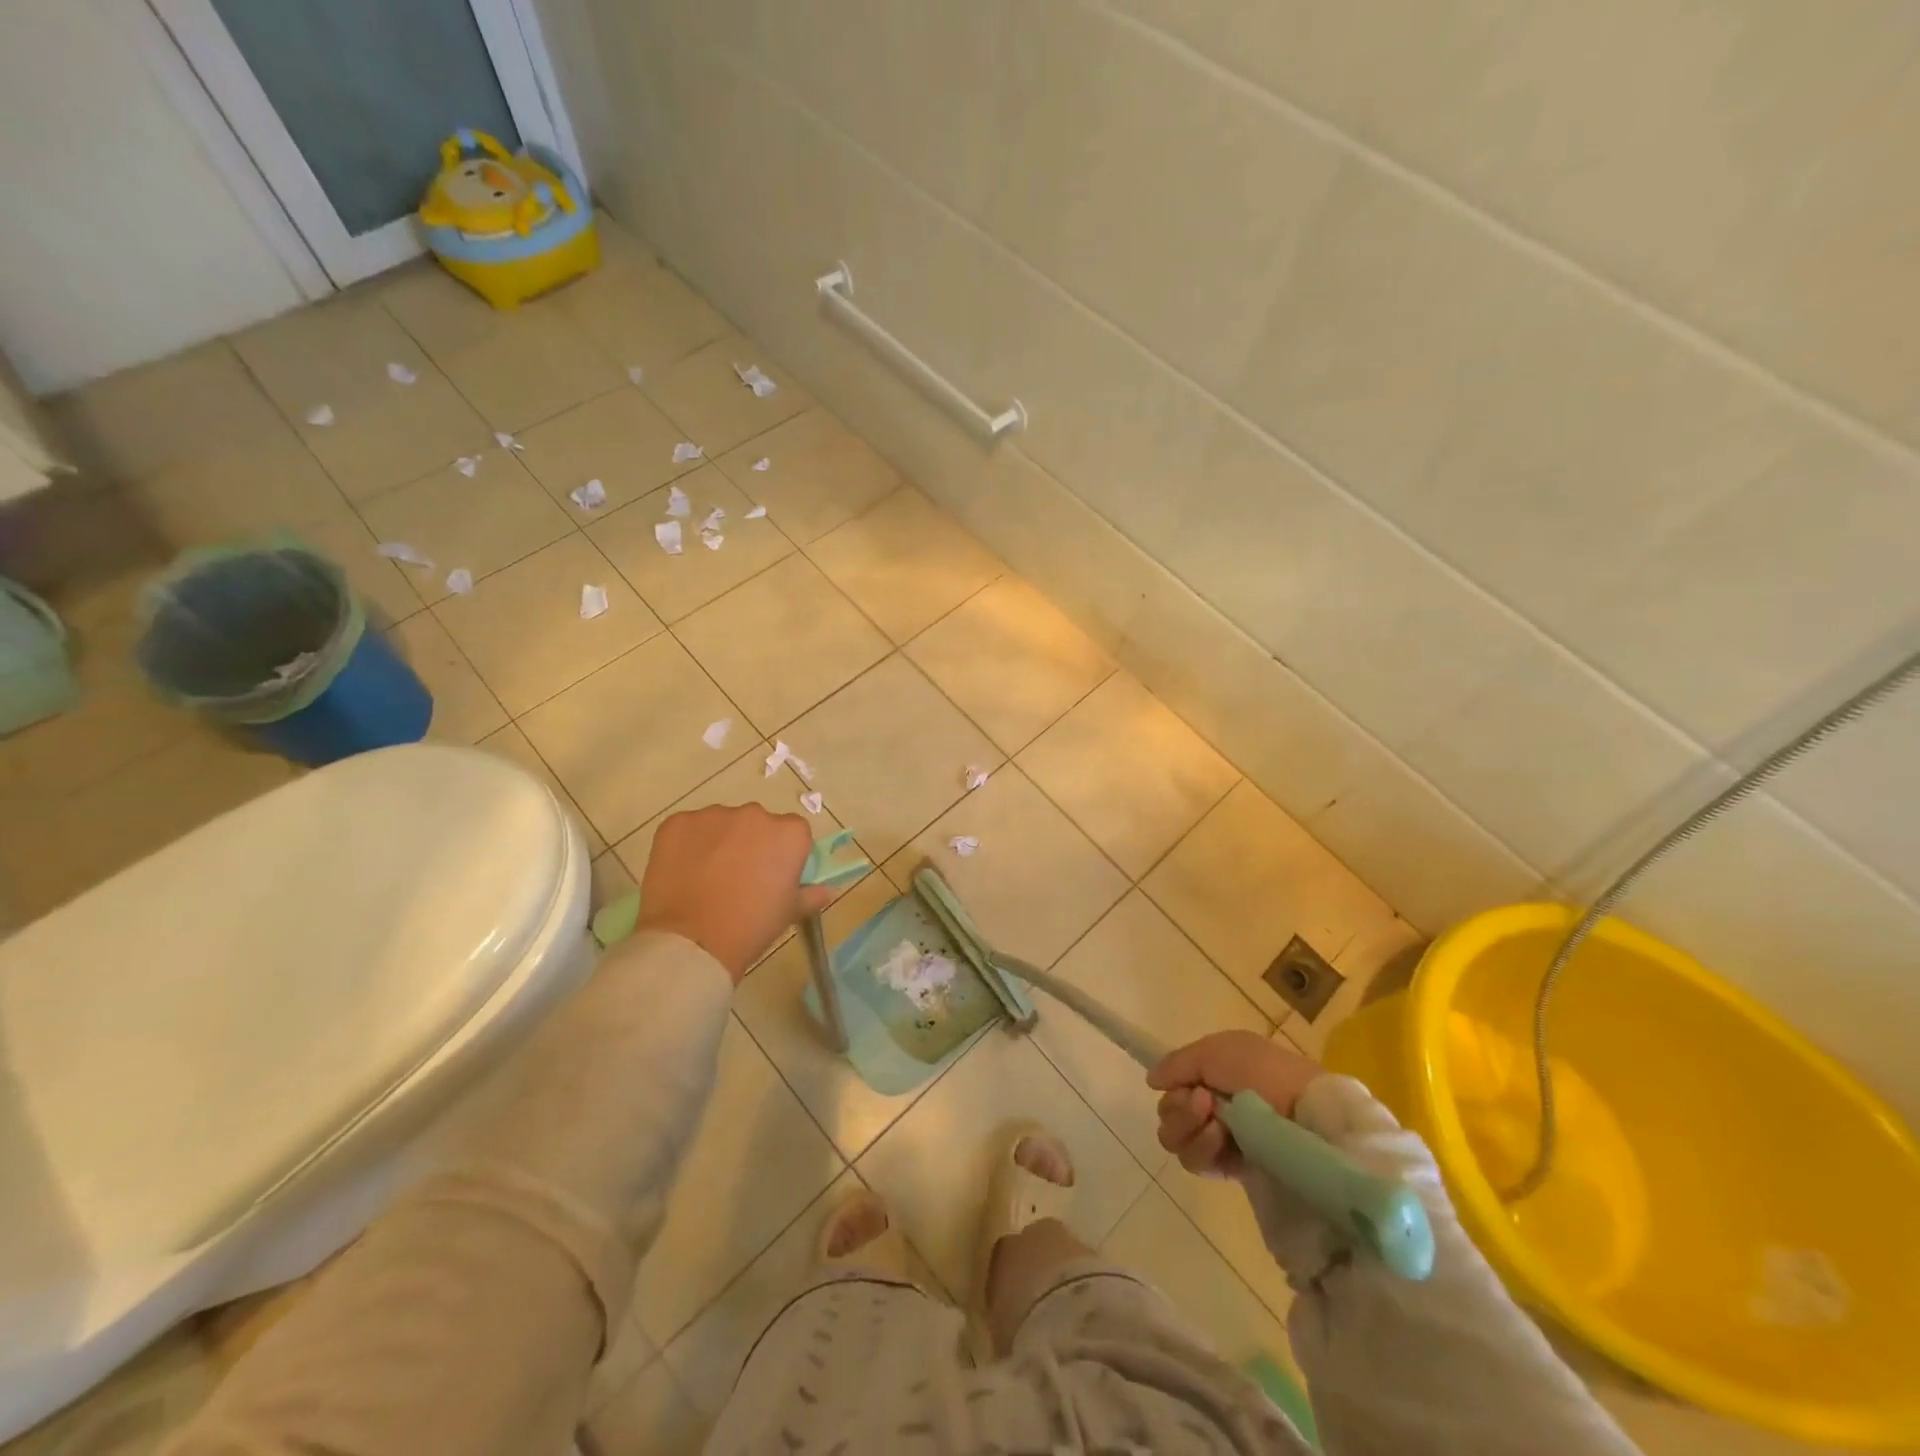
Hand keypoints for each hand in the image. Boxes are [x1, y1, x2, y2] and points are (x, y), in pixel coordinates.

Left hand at [634, 804, 831, 982]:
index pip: (792, 832)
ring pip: (721, 823)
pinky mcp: (678, 822)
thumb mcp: (789, 913)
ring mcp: (714, 815)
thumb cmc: (752, 926)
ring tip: (706, 877)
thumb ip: (811, 895)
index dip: (781, 853)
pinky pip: (688, 828)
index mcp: (789, 833)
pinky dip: (687, 844)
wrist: (693, 941)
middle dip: (749, 843)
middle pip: (756, 823)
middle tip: (737, 878)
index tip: (771, 876)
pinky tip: (683, 872)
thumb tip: (828, 891)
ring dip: (718, 842)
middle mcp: (755, 814)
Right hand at [1147, 1031, 1321, 1178]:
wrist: (1305, 1115)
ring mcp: (1221, 1138)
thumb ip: (1177, 1063)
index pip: (1173, 1084)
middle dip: (1179, 1107)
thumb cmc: (1262, 1072)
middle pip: (1168, 1112)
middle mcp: (1214, 1105)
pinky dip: (1202, 1148)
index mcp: (1214, 1074)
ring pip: (1175, 1138)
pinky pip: (1194, 1163)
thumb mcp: (1216, 1050)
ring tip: (1216, 1122)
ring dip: (1188, 1127)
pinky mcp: (1229, 1169)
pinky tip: (1222, 1139)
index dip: (1173, 1085)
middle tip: (1204, 1103)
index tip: (1188, 1084)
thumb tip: (1152, 1081)